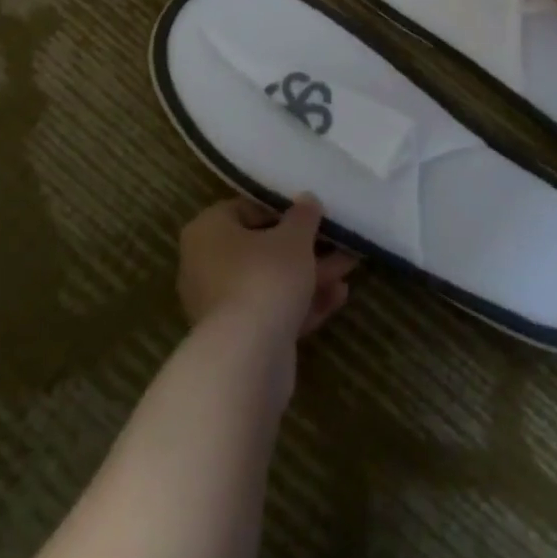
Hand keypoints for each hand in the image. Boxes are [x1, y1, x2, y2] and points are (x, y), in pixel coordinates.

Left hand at [178, 196, 358, 342]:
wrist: (247, 358)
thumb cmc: (266, 276)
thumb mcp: (294, 237)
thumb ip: (303, 215)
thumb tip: (307, 200)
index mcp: (208, 231)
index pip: (246, 209)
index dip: (282, 210)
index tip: (312, 213)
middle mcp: (206, 266)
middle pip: (262, 248)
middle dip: (304, 246)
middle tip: (337, 240)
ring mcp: (221, 306)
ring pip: (272, 281)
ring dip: (311, 274)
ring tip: (350, 265)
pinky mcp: (239, 339)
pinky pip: (273, 311)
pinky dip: (303, 303)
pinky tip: (339, 296)